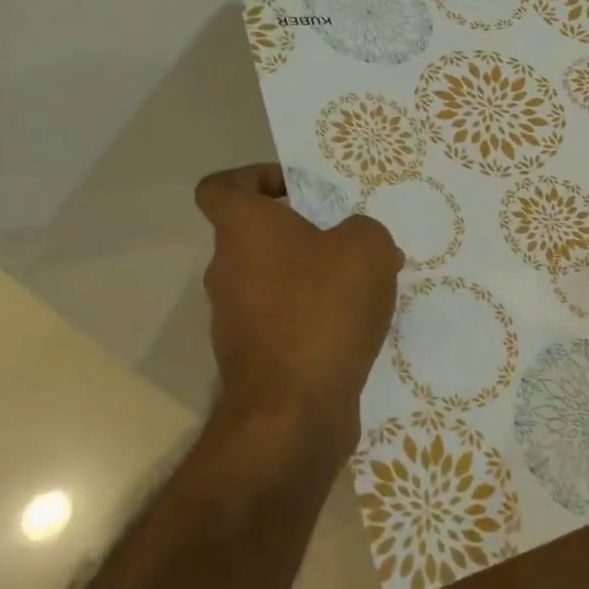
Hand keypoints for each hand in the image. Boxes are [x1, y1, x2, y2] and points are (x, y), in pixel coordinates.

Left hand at [193, 165, 402, 453]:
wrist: (293, 411)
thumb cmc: (324, 309)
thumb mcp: (367, 247)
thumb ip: (365, 230)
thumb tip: (358, 243)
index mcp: (245, 230)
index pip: (221, 187)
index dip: (254, 177)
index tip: (296, 189)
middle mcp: (228, 270)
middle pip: (257, 236)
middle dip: (305, 232)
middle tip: (352, 241)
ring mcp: (234, 318)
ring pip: (274, 279)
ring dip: (314, 276)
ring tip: (365, 288)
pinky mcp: (252, 358)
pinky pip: (283, 319)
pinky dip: (313, 316)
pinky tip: (355, 328)